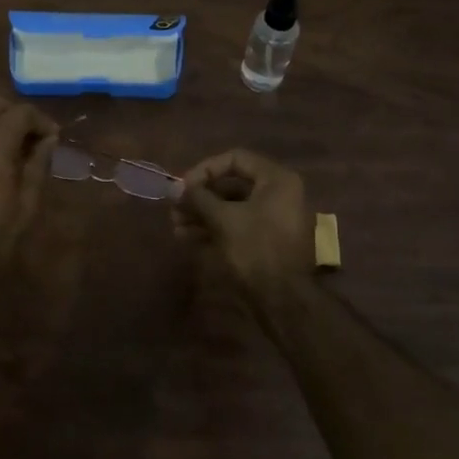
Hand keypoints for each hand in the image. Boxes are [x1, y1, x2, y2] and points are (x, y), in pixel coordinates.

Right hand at [171, 149, 312, 303]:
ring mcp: (273, 218)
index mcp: (276, 180)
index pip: (235, 159)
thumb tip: (175, 188)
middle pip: (231, 185)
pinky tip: (188, 238)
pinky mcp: (266, 240)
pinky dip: (214, 228)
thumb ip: (198, 198)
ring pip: (231, 207)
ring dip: (202, 214)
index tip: (183, 186)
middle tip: (175, 208)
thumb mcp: (223, 219)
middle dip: (200, 197)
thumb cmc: (256, 249)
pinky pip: (237, 225)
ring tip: (176, 226)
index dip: (205, 169)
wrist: (283, 299)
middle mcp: (278, 193)